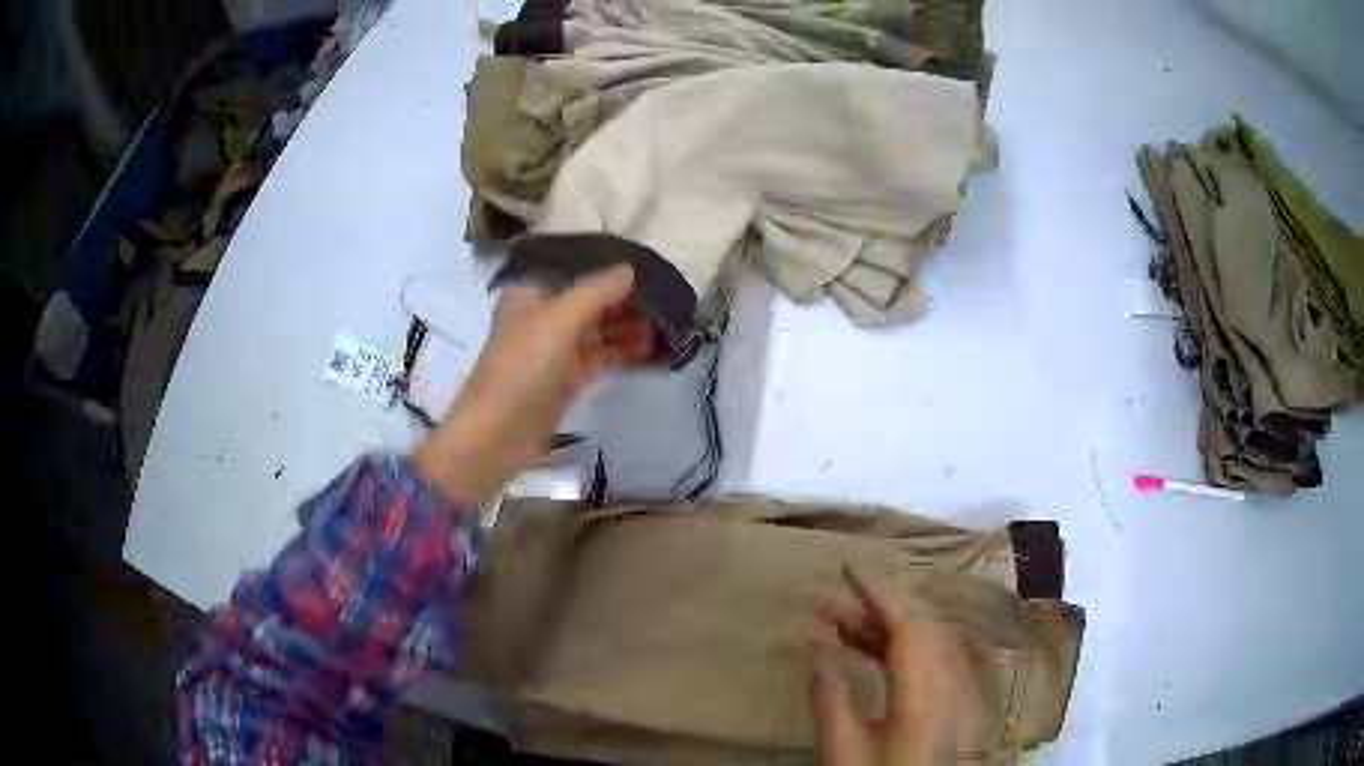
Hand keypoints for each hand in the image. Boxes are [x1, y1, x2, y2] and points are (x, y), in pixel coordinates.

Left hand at [413, 265, 651, 501]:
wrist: (497, 435)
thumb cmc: (522, 369)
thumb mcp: (558, 321)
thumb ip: (596, 291)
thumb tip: (630, 269)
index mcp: (533, 293)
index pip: (579, 271)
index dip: (613, 271)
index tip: (652, 272)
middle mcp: (544, 315)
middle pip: (592, 300)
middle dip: (626, 301)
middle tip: (667, 303)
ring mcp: (555, 348)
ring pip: (599, 329)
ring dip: (628, 327)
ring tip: (666, 328)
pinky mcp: (566, 377)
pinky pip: (600, 356)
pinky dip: (622, 352)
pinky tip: (649, 350)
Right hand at [811, 567, 974, 765]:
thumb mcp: (845, 753)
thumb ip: (832, 701)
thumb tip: (815, 651)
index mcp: (925, 694)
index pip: (907, 626)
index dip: (877, 592)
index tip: (844, 571)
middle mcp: (949, 684)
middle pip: (918, 629)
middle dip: (873, 609)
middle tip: (826, 604)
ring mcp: (955, 694)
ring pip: (923, 644)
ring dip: (883, 630)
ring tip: (836, 625)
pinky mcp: (952, 706)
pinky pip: (928, 662)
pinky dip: (897, 650)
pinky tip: (868, 654)